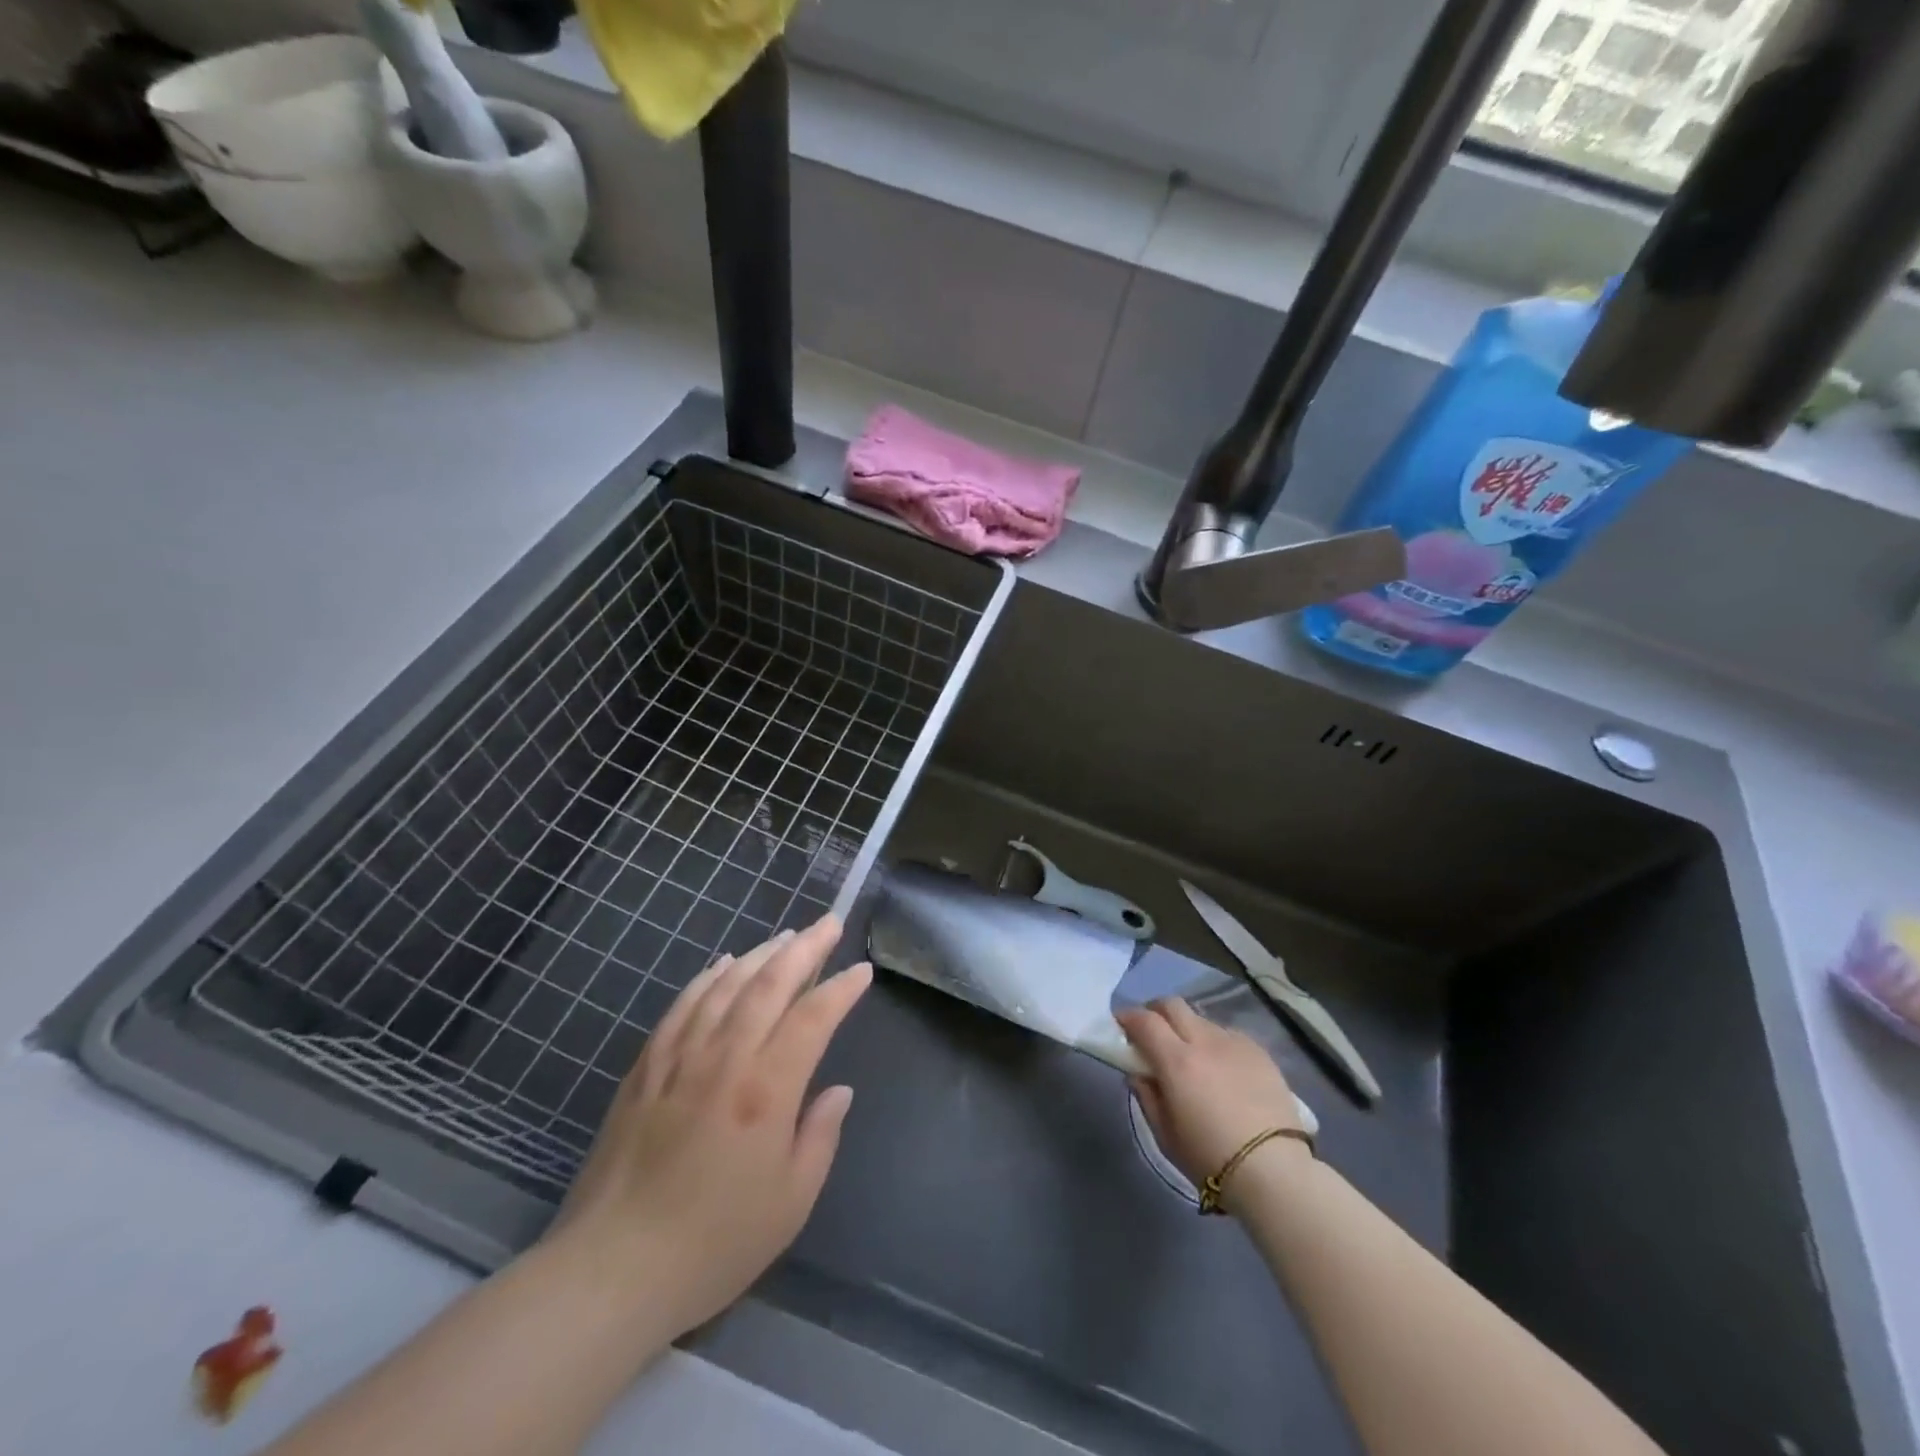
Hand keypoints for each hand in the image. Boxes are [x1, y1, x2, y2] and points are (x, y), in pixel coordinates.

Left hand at [546, 916, 870, 1340]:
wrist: (612, 1271)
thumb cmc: (714, 1243)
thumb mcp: (790, 1203)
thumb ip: (820, 1136)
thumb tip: (838, 1090)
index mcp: (765, 1090)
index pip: (813, 1018)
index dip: (841, 988)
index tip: (861, 972)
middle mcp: (724, 1059)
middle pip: (769, 984)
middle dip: (804, 948)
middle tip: (828, 924)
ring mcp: (679, 1058)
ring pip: (725, 985)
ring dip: (760, 954)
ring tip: (786, 937)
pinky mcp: (645, 1068)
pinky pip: (682, 1005)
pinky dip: (707, 977)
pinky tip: (723, 965)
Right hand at [1116, 998, 1309, 1205]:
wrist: (1275, 1171)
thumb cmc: (1210, 1158)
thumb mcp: (1165, 1134)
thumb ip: (1147, 1095)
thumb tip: (1138, 1072)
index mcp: (1176, 1060)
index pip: (1144, 1020)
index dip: (1127, 1018)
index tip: (1121, 1027)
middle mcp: (1204, 1041)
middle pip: (1172, 1005)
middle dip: (1155, 1012)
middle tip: (1151, 1033)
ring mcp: (1234, 1043)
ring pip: (1201, 1019)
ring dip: (1187, 1029)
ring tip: (1191, 1056)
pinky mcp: (1259, 1052)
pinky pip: (1227, 1034)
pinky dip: (1215, 1043)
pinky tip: (1221, 1068)